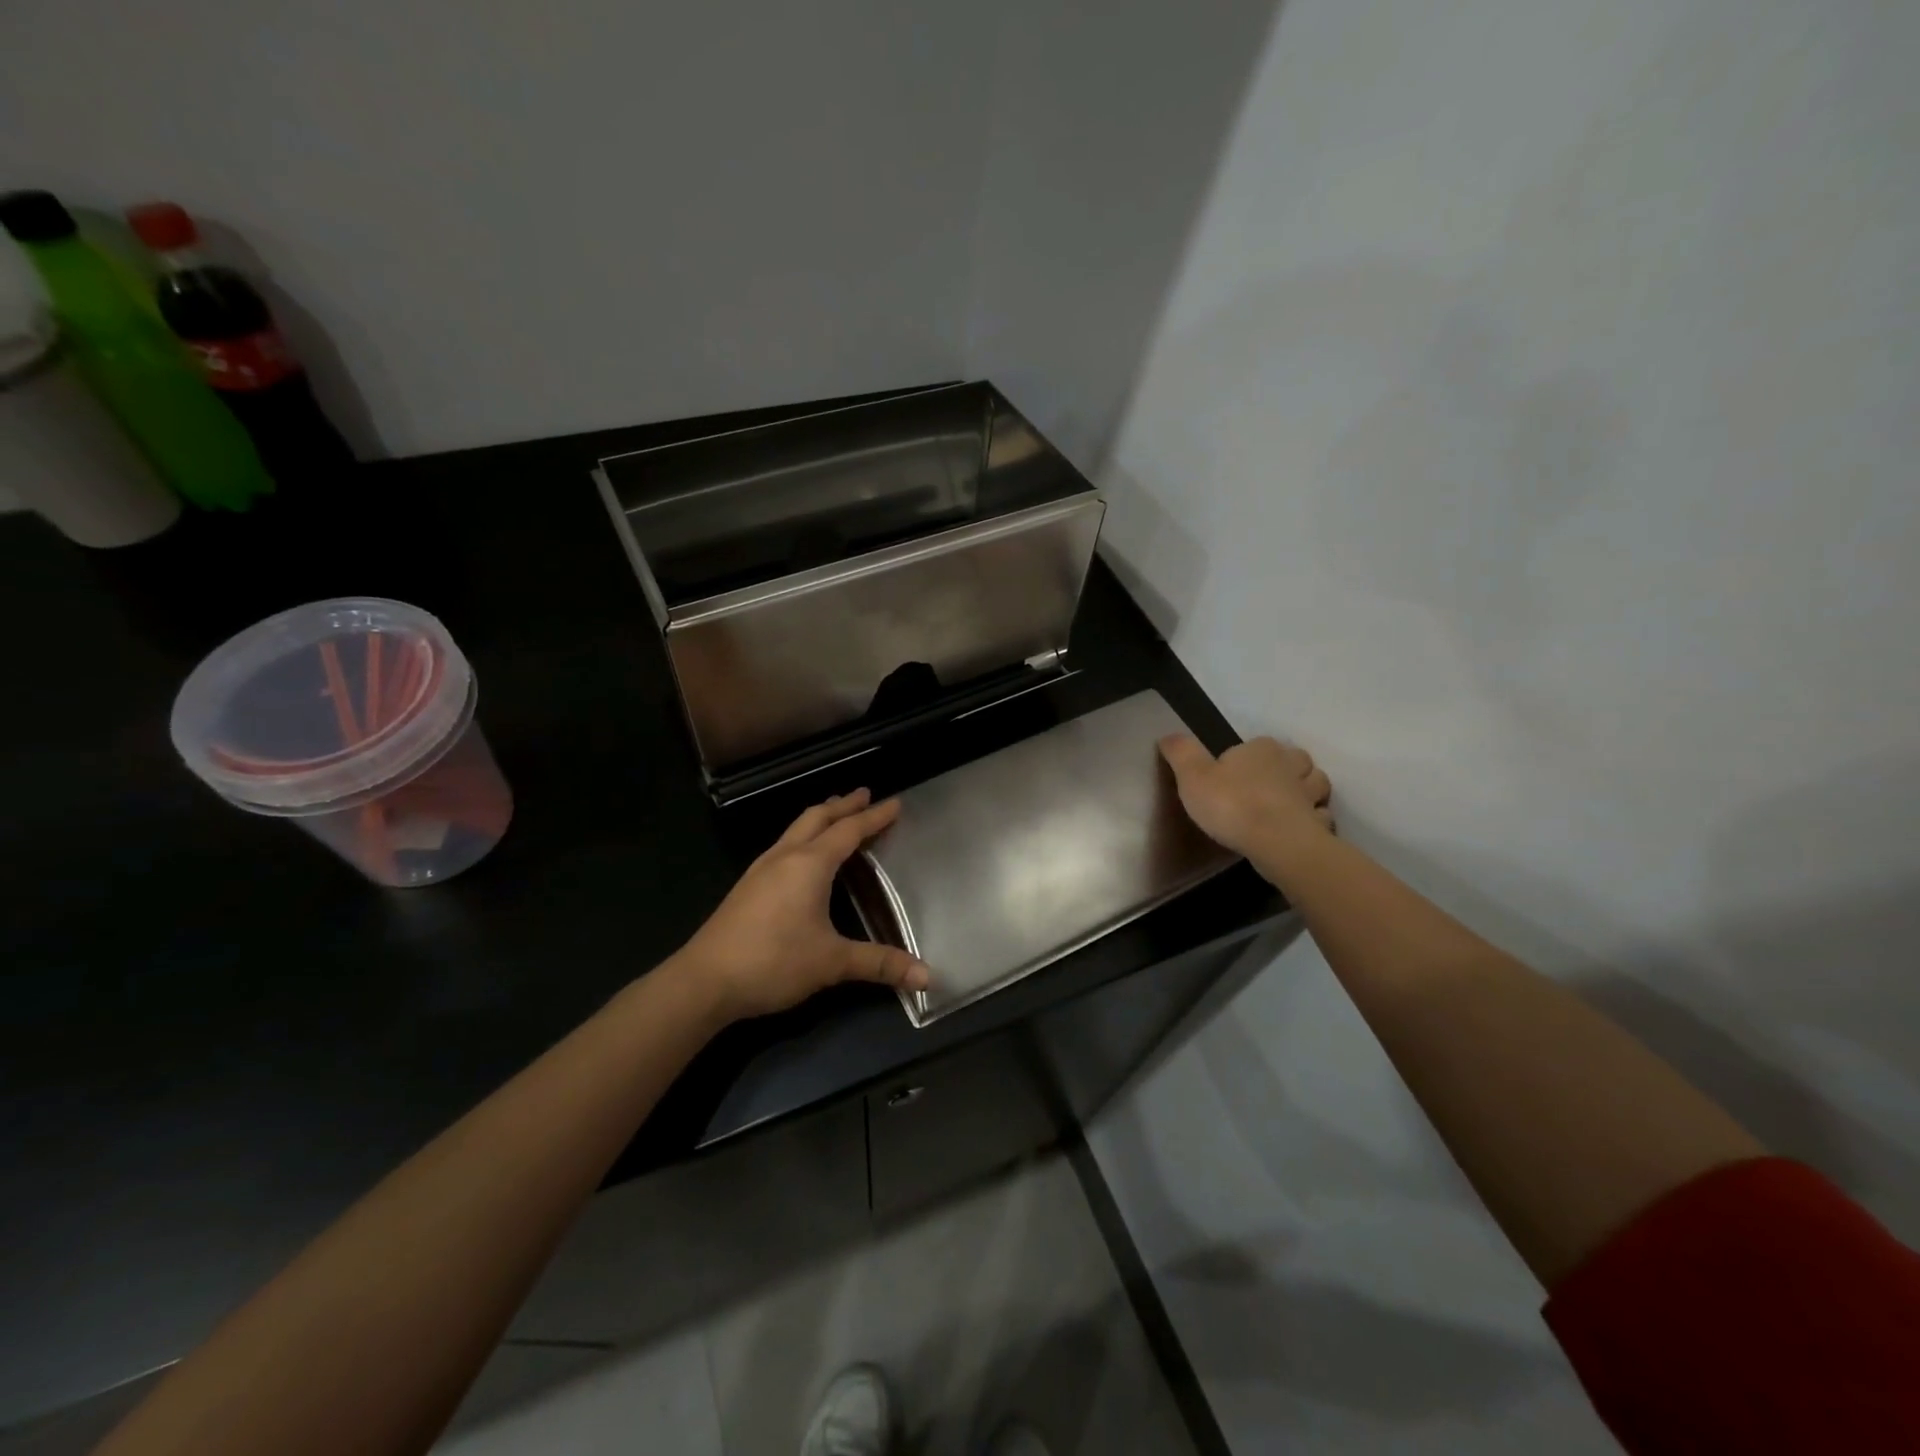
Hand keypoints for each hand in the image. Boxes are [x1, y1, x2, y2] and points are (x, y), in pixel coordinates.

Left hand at [675, 788, 930, 1022]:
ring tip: (837, 816)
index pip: (849, 831)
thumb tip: (927, 976)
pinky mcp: (748, 885)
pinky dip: (804, 836)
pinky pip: (784, 845)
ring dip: (821, 817)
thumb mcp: (832, 963)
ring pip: (796, 829)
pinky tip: (804, 855)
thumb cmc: (773, 962)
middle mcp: (785, 857)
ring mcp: (761, 869)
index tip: (895, 803)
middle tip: (865, 795)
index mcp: (810, 864)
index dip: (874, 817)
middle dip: (843, 805)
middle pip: (818, 818)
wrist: (704, 980)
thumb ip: (880, 964)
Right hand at [1158, 734, 1333, 878]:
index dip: (1245, 758)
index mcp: (1261, 750)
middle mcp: (1291, 766)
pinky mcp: (1319, 823)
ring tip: (1288, 804)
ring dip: (1306, 791)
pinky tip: (1299, 829)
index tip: (1231, 776)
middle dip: (1285, 769)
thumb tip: (1168, 735)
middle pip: (1295, 760)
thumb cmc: (1231, 804)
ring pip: (1316, 784)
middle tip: (1266, 786)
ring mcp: (1310, 795)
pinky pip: (1320, 816)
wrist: (1276, 842)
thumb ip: (1181, 753)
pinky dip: (1313, 819)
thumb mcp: (1192, 776)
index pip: (1257, 745)